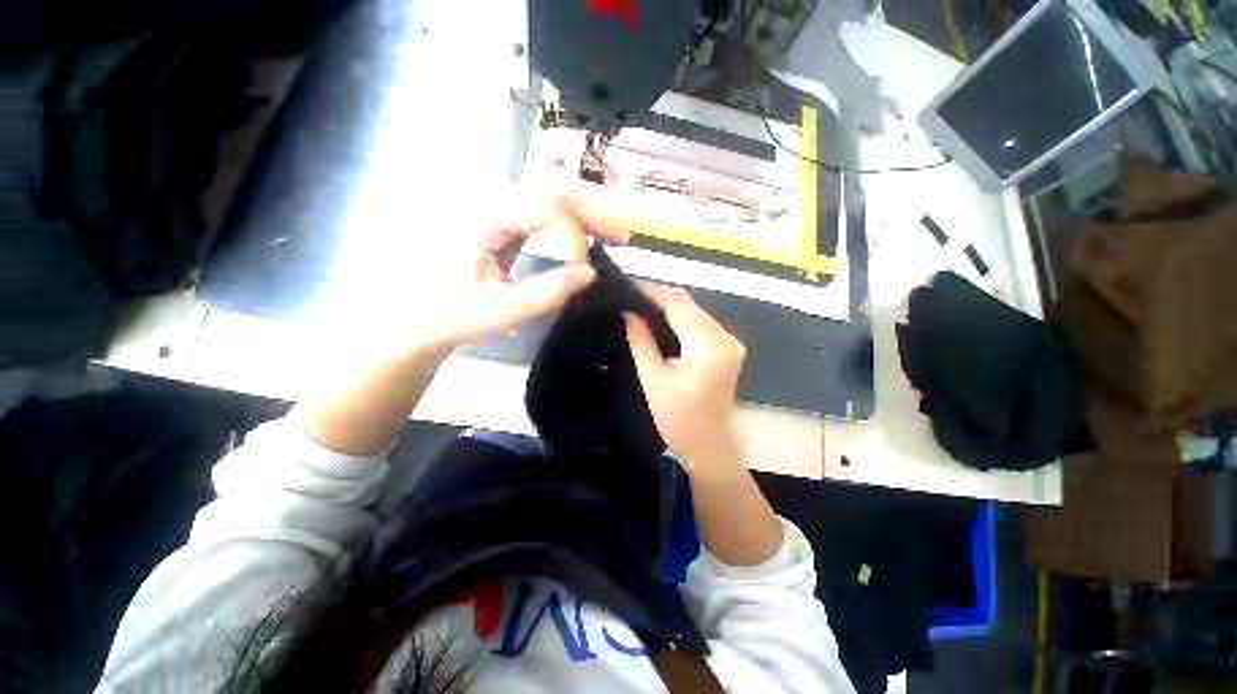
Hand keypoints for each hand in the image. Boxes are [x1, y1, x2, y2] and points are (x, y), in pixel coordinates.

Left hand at [418, 192, 629, 350]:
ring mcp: (496, 208)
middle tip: (622, 238)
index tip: (584, 271)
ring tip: (614, 236)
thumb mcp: (501, 310)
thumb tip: (590, 274)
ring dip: (587, 213)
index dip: (572, 236)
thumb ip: (548, 292)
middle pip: (552, 187)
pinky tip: (589, 238)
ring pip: (552, 195)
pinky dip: (573, 223)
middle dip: (593, 210)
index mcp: (482, 217)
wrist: (415, 314)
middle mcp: (490, 201)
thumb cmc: (449, 314)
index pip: (543, 206)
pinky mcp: (502, 220)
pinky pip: (544, 211)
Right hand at [623, 283, 745, 463]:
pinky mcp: (728, 348)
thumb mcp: (653, 379)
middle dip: (660, 297)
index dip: (653, 292)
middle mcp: (726, 338)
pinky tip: (661, 319)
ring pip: (696, 311)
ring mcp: (730, 342)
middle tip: (631, 296)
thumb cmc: (678, 419)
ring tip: (641, 304)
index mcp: (709, 347)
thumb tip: (629, 312)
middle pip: (690, 305)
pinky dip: (681, 318)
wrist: (708, 445)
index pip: (679, 305)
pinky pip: (701, 323)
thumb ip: (641, 341)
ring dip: (670, 306)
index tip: (629, 286)